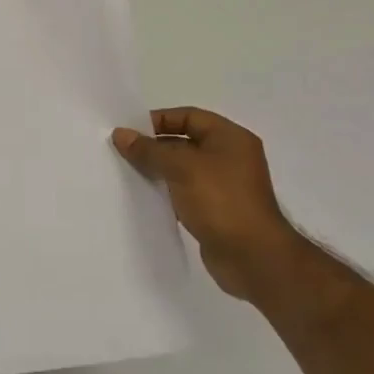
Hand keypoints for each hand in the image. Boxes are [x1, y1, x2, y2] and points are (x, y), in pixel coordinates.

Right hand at [112, 107, 300, 300]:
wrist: (252, 257)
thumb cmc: (221, 201)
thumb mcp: (181, 168)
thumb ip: (150, 150)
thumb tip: (121, 134)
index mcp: (230, 138)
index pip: (189, 116)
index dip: (159, 120)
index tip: (130, 131)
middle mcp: (231, 157)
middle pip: (186, 141)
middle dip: (156, 145)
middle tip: (123, 152)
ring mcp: (225, 186)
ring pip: (185, 169)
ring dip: (160, 170)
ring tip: (128, 172)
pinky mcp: (217, 211)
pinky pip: (187, 192)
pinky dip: (168, 192)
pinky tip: (146, 197)